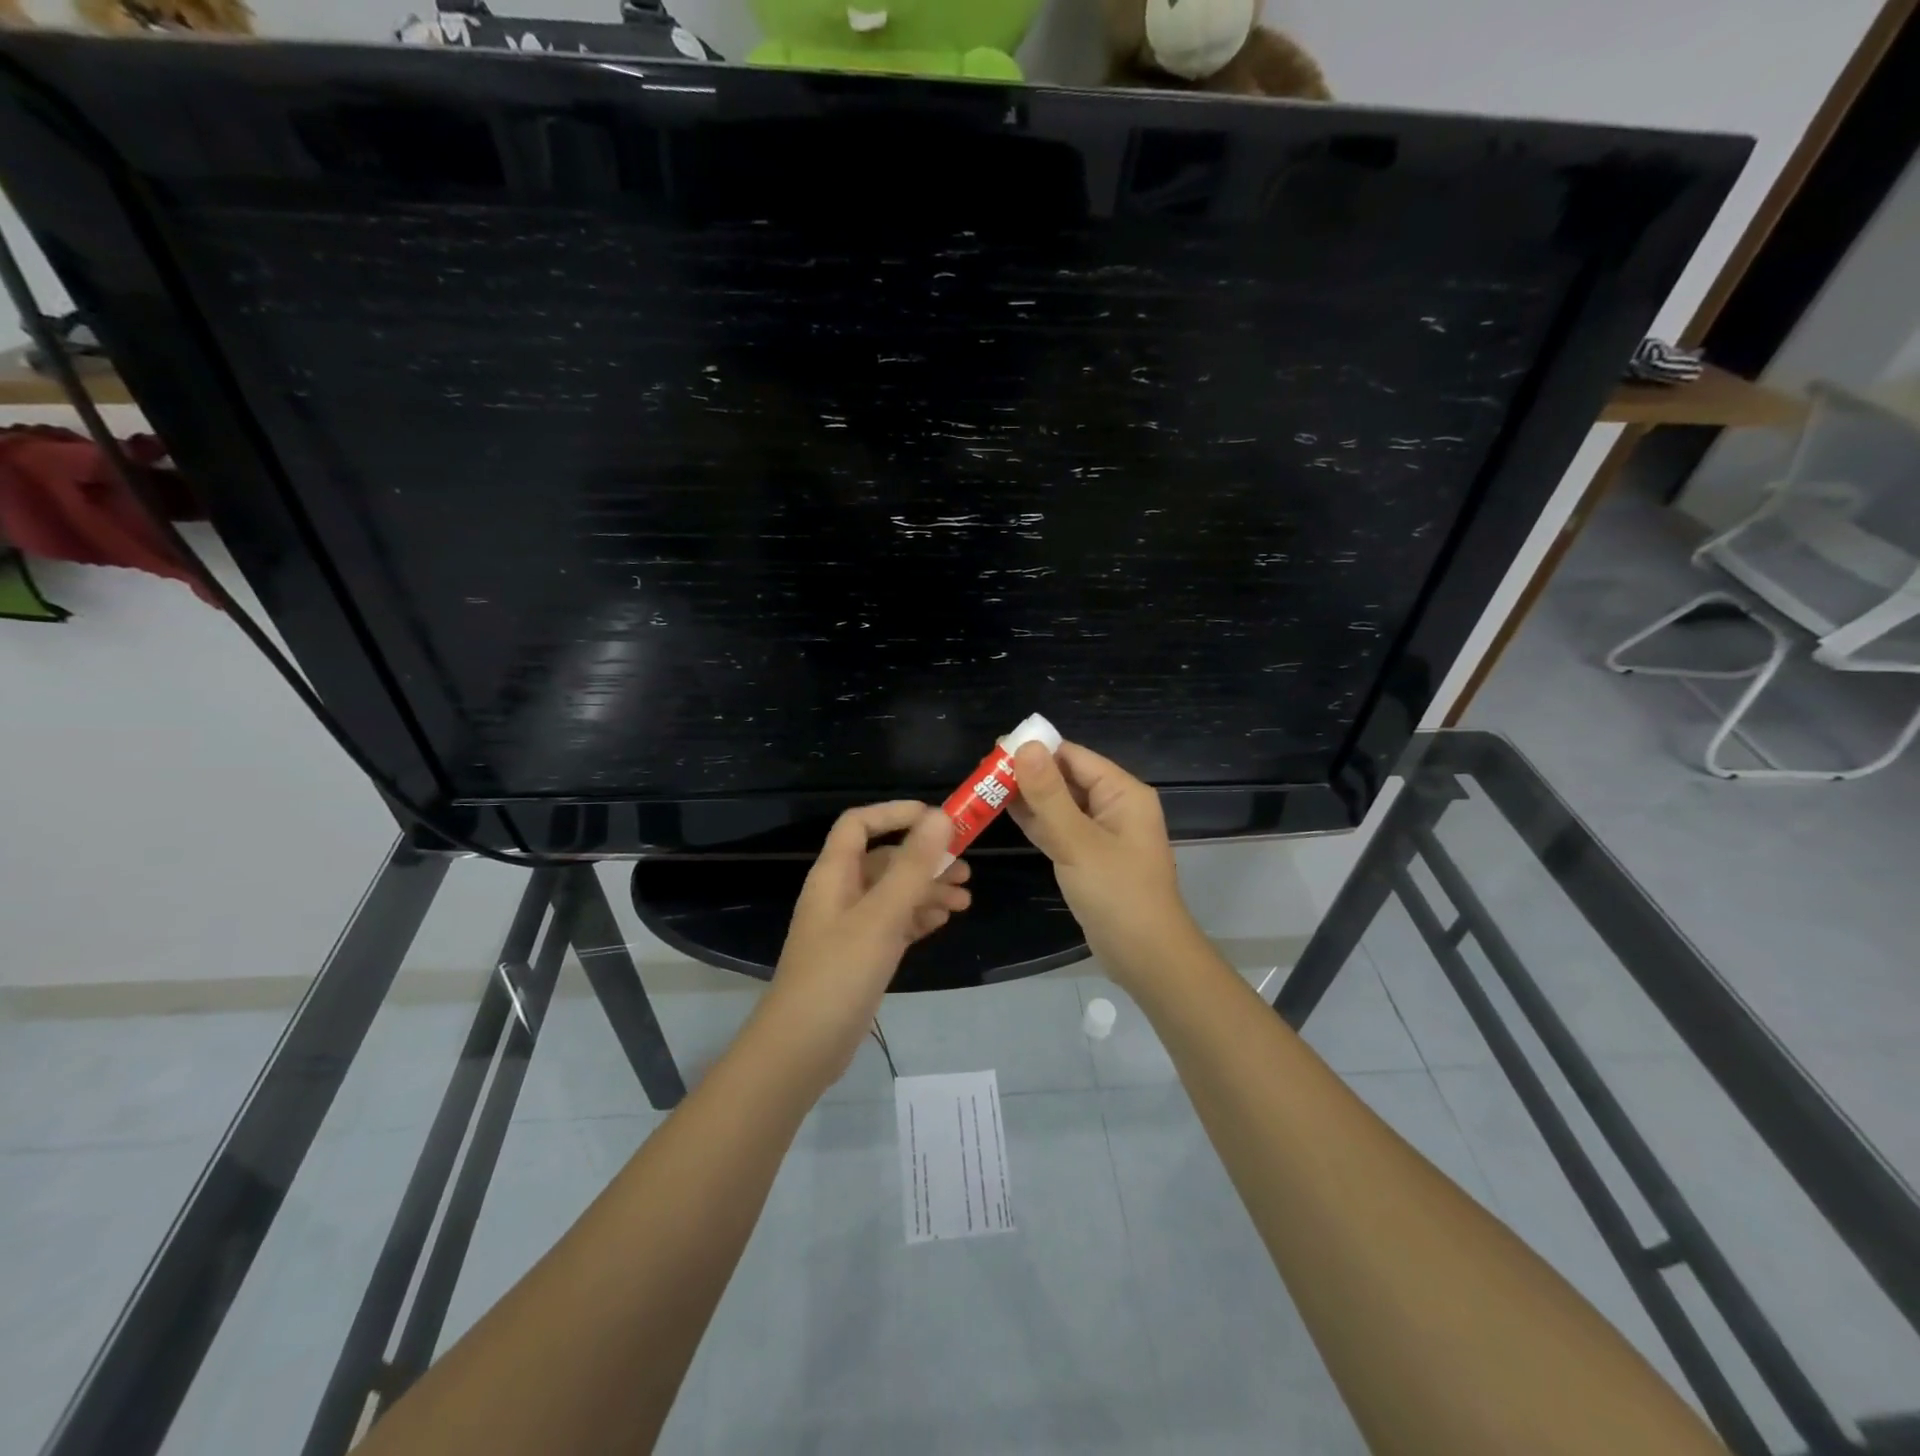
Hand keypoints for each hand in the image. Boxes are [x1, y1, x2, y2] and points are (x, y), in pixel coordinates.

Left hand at [755, 803, 970, 1094]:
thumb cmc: (839, 973)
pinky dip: (917, 917)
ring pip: (893, 894)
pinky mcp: (860, 956)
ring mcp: (850, 926)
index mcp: (834, 874)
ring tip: (964, 900)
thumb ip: (912, 866)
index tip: (938, 819)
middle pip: (884, 860)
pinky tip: (942, 920)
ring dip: (927, 890)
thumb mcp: (881, 916)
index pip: (859, 824)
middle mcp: (840, 893)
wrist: (802, 1048)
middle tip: (966, 869)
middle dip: (925, 859)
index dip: (895, 813)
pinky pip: (893, 923)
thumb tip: (940, 817)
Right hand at [1009, 741, 1200, 990]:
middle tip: (981, 770)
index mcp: (1122, 793)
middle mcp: (1113, 806)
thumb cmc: (1117, 894)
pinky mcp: (1088, 857)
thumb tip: (1025, 746)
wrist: (1145, 957)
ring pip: (1058, 804)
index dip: (1036, 749)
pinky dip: (1034, 821)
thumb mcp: (1078, 841)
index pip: (1073, 757)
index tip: (995, 748)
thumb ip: (1049, 795)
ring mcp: (1100, 833)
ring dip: (1027, 796)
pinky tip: (1003, 812)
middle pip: (1065, 778)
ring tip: (985, 786)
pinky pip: (1058, 828)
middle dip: (1027, 772)